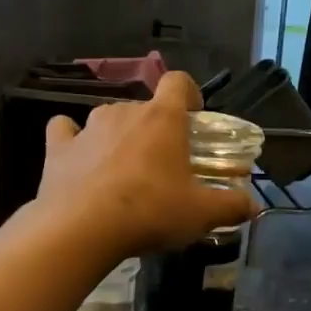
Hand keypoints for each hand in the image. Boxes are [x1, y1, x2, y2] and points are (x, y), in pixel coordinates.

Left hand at [38, 72, 256, 259]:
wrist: (82, 228)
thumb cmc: (150, 211)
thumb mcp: (200, 214)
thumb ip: (231, 205)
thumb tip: (253, 206)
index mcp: (163, 118)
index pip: (178, 82)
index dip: (188, 94)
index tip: (193, 118)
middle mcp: (124, 111)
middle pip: (144, 107)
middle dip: (154, 129)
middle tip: (162, 164)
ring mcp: (87, 127)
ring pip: (107, 119)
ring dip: (117, 136)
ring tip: (122, 171)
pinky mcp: (57, 147)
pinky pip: (64, 130)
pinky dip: (71, 140)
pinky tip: (77, 159)